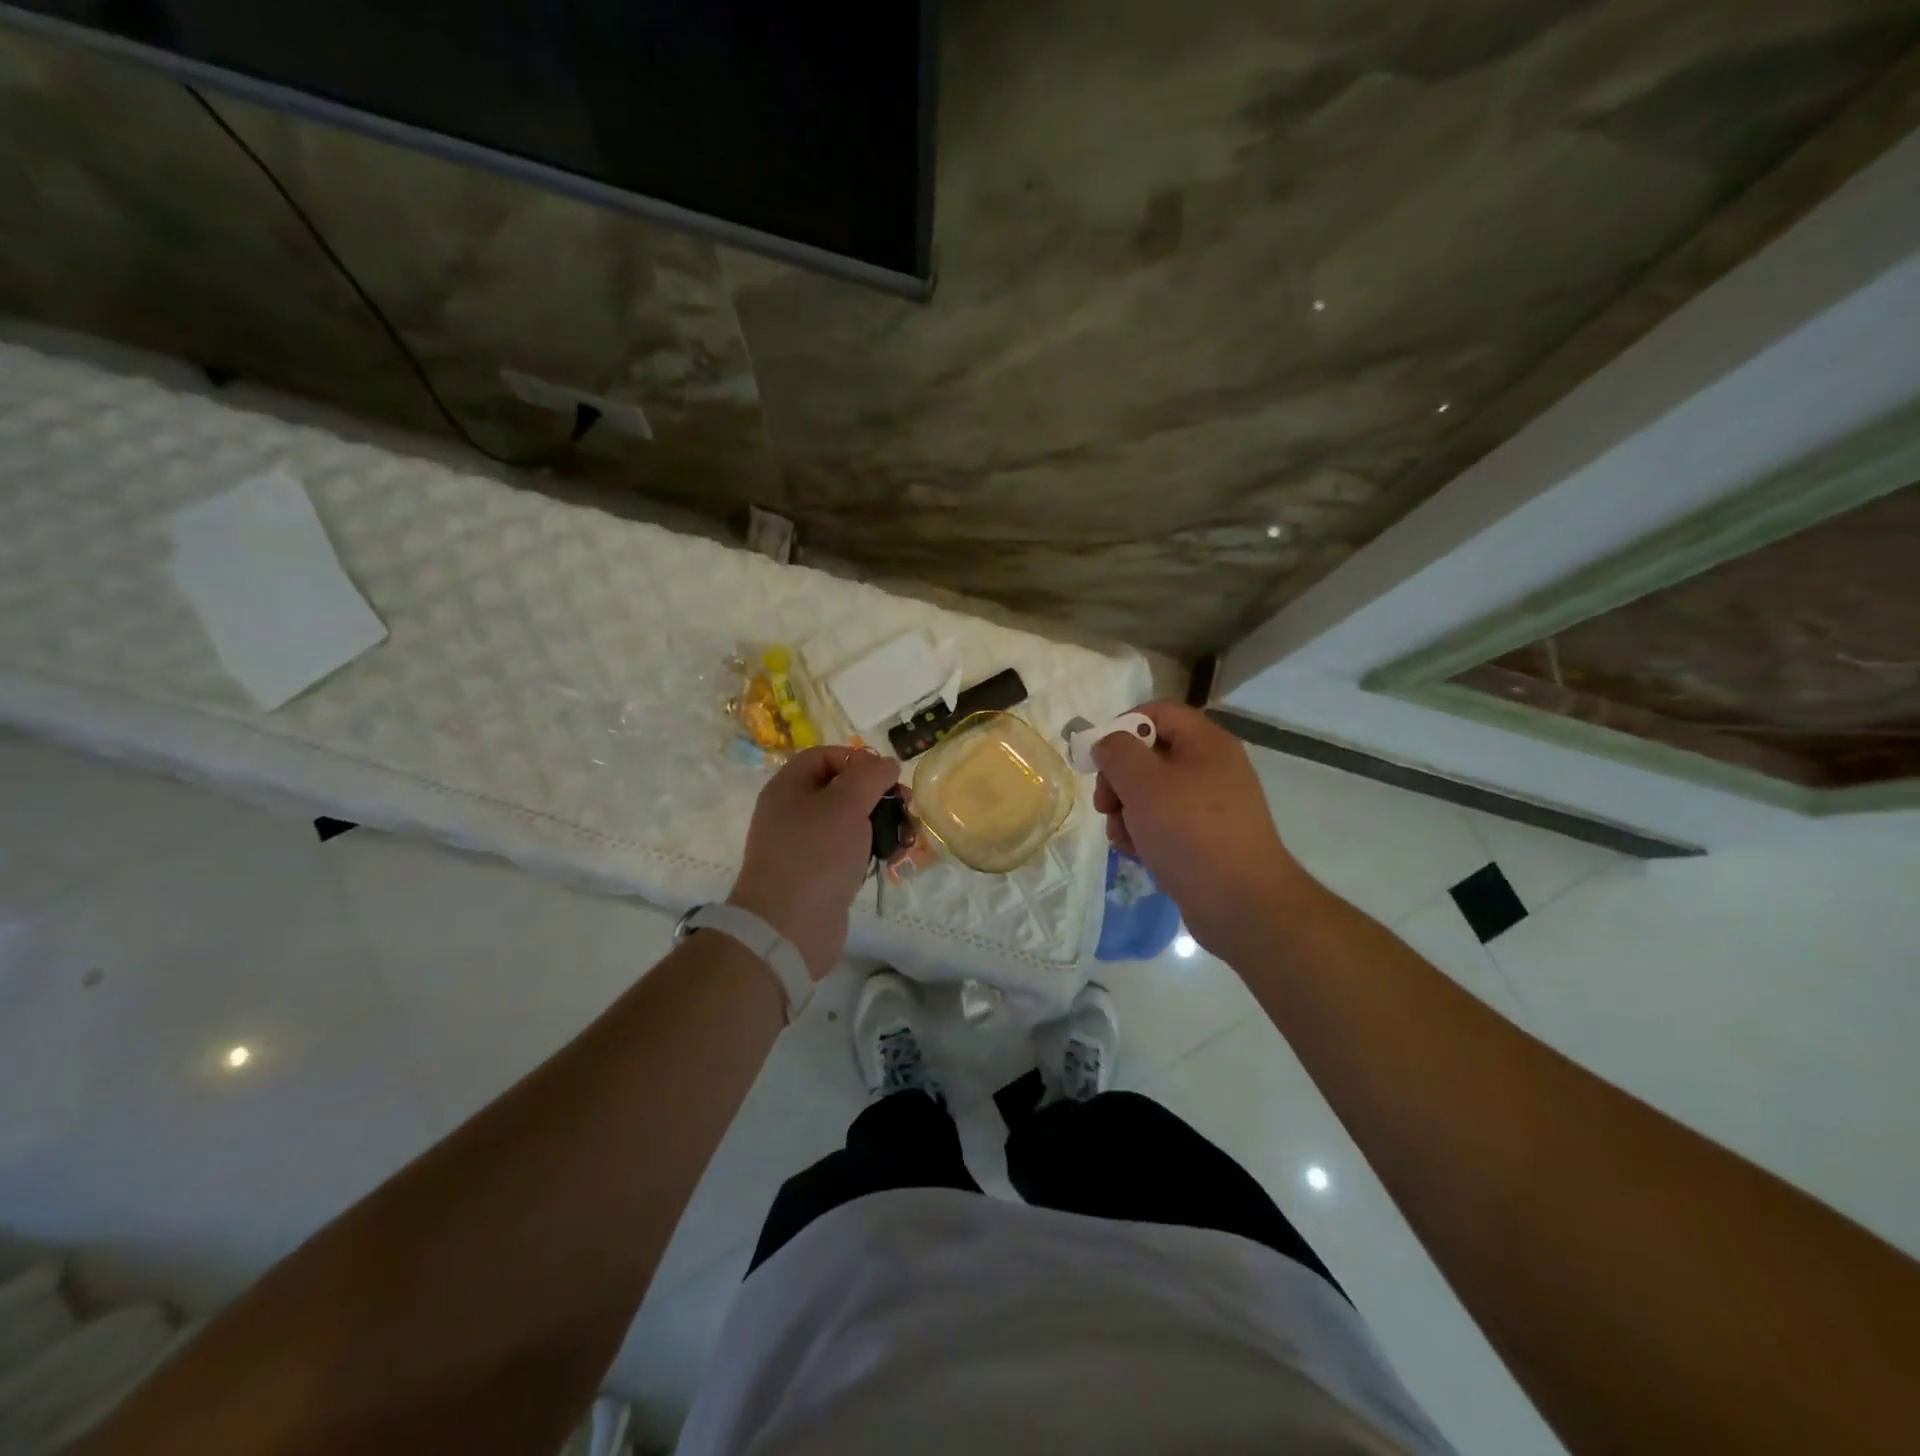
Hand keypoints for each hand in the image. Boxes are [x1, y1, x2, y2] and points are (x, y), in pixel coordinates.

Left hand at [728, 745, 900, 979]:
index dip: (858, 759)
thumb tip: (886, 764)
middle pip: (843, 789)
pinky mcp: (820, 874)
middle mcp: (793, 812)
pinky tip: (893, 859)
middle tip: (906, 808)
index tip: (887, 776)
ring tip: (907, 837)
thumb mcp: (846, 804)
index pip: (825, 756)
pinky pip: (850, 851)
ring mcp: (806, 845)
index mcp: (789, 787)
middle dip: (879, 795)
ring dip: (882, 824)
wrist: (788, 929)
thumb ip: (870, 776)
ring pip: (851, 822)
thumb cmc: (816, 856)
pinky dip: (873, 850)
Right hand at [1092, 702, 1308, 958]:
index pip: (1157, 712)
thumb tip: (1107, 743)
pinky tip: (1138, 854)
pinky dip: (1144, 834)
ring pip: (1151, 793)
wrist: (1241, 904)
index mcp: (1206, 743)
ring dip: (1126, 812)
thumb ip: (1117, 752)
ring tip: (1123, 838)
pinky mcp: (1205, 838)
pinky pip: (1164, 823)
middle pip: (1149, 755)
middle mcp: (1211, 767)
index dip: (1122, 726)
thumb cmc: (1191, 833)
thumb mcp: (1144, 784)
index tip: (1099, 758)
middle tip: (1105, 805)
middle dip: (1119, 779)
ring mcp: (1210, 805)